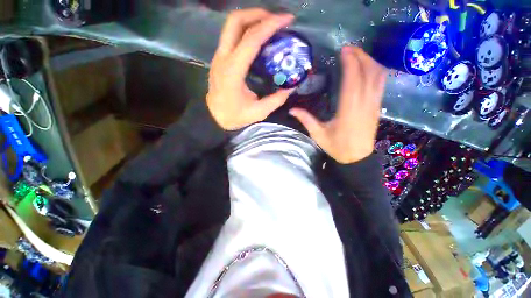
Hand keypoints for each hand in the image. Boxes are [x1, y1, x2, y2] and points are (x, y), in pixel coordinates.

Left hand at [207, 9, 294, 130]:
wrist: (214, 117)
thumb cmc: (234, 116)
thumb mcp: (258, 112)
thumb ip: (276, 100)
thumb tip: (290, 88)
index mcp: (233, 71)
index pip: (251, 39)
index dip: (270, 25)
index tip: (287, 20)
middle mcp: (223, 58)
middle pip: (235, 21)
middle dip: (257, 14)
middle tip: (275, 20)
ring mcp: (219, 56)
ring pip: (231, 26)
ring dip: (251, 19)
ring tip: (269, 26)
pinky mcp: (219, 59)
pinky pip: (232, 36)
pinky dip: (246, 31)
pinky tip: (258, 39)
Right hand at [289, 46, 386, 163]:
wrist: (357, 158)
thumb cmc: (337, 147)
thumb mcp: (318, 135)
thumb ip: (306, 120)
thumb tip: (291, 110)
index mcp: (349, 109)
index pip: (353, 79)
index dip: (351, 62)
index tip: (344, 50)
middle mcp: (365, 103)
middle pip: (369, 72)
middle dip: (361, 56)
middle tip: (350, 48)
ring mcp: (374, 105)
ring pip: (379, 76)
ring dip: (370, 62)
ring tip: (359, 55)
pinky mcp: (377, 107)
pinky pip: (381, 84)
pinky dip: (376, 72)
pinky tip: (368, 68)